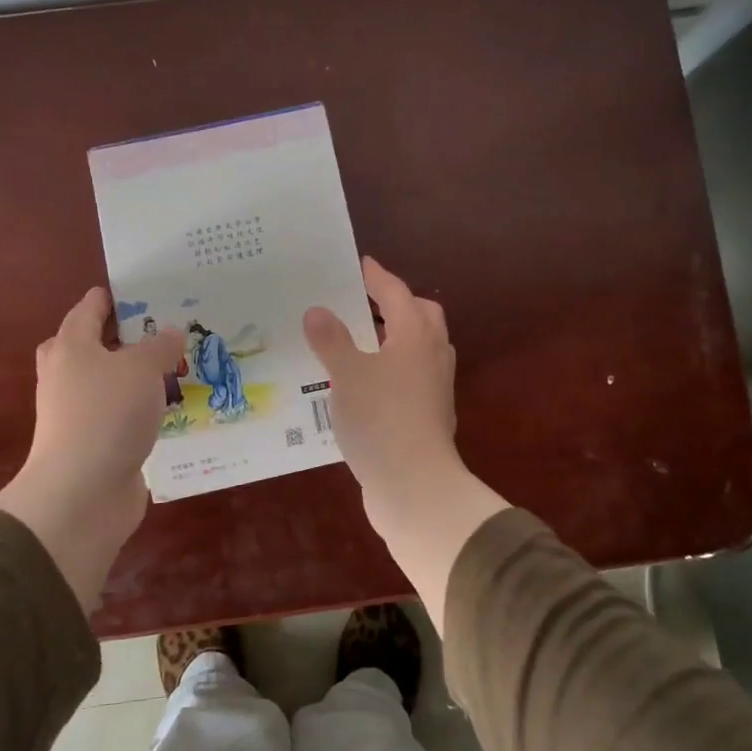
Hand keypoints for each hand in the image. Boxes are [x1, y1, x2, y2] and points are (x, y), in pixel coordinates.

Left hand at [0, 287, 184, 609]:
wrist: (81, 494)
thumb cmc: (107, 415)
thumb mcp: (141, 369)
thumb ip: (160, 346)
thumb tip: (171, 332)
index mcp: (72, 346)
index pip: (91, 308)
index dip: (118, 296)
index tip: (150, 289)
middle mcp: (69, 375)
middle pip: (97, 345)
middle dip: (131, 337)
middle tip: (168, 329)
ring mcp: (80, 412)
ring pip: (115, 382)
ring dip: (142, 376)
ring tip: (184, 365)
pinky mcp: (97, 443)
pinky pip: (125, 415)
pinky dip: (146, 409)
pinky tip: (177, 408)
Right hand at [303, 258, 508, 629]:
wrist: (414, 486)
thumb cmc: (380, 419)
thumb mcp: (346, 375)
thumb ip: (331, 340)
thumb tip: (317, 311)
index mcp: (415, 337)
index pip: (397, 294)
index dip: (377, 277)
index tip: (361, 264)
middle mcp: (431, 357)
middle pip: (421, 317)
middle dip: (396, 305)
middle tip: (364, 303)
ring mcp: (434, 390)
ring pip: (418, 350)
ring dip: (394, 339)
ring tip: (358, 342)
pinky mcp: (427, 417)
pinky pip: (410, 379)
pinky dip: (391, 370)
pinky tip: (363, 385)